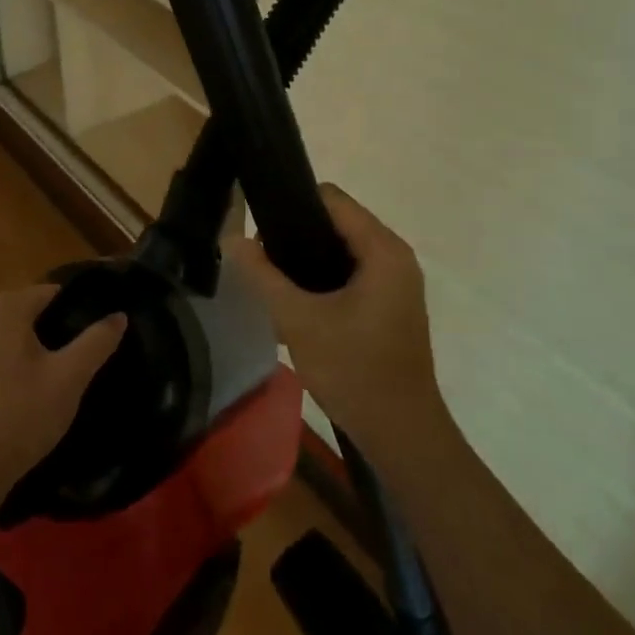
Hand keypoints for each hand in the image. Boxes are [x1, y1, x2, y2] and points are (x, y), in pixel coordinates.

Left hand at [0, 285, 125, 507]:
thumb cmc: (21, 416)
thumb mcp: (69, 377)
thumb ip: (97, 341)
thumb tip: (119, 314)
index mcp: (4, 306)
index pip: (53, 293)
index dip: (80, 310)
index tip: (101, 334)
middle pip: (33, 313)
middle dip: (59, 331)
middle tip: (86, 360)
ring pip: (15, 336)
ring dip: (38, 351)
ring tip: (65, 377)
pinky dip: (17, 365)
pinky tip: (33, 393)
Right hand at [225, 185, 448, 456]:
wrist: (401, 435)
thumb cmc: (354, 371)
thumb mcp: (299, 320)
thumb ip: (263, 276)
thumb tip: (233, 239)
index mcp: (383, 250)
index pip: (332, 199)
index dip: (292, 205)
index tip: (259, 227)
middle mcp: (395, 257)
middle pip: (336, 222)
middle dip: (296, 236)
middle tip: (261, 261)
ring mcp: (395, 282)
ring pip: (340, 249)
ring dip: (306, 260)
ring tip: (272, 281)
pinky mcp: (390, 304)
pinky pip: (350, 273)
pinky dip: (322, 279)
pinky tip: (296, 303)